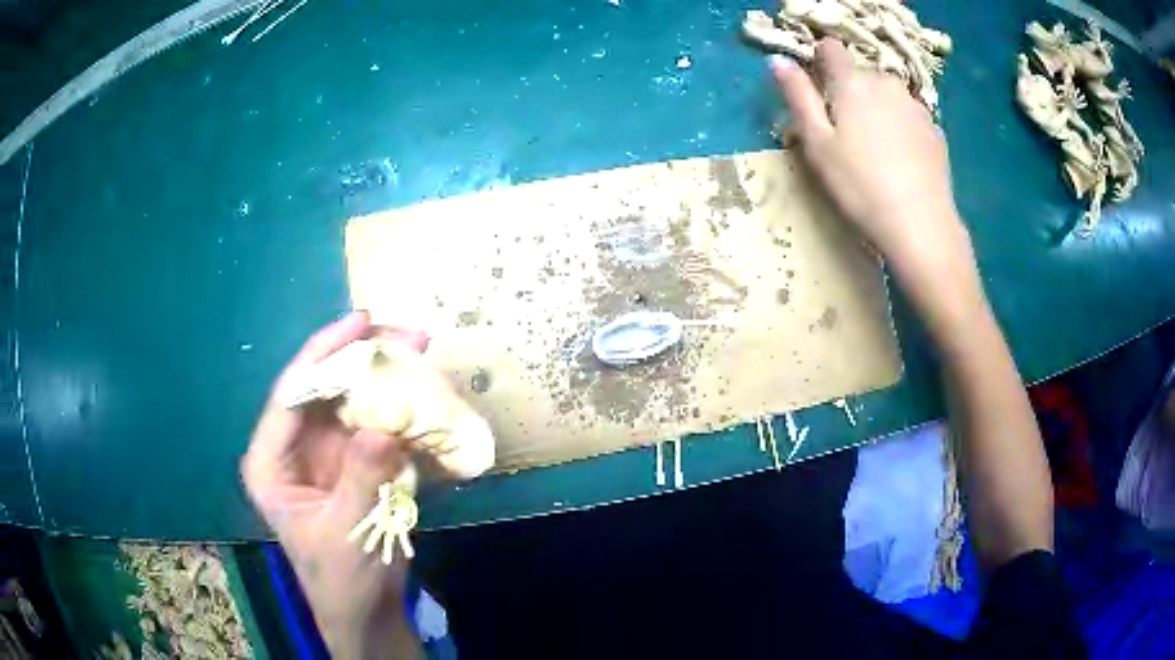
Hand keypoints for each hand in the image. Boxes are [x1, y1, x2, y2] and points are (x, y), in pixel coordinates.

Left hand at [242, 311, 425, 657]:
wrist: (366, 610)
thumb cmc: (341, 579)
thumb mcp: (345, 532)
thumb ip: (361, 479)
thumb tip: (385, 426)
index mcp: (271, 462)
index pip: (291, 395)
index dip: (322, 353)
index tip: (361, 322)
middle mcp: (294, 447)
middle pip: (323, 388)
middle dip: (362, 359)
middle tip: (409, 336)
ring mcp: (326, 453)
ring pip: (352, 400)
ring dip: (386, 379)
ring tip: (423, 356)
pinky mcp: (354, 463)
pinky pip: (375, 424)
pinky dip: (400, 410)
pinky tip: (426, 397)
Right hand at [770, 41, 977, 312]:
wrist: (921, 227)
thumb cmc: (860, 186)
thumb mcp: (817, 144)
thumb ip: (798, 97)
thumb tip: (778, 61)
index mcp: (853, 82)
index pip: (830, 49)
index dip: (819, 63)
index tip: (818, 93)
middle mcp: (887, 83)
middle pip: (860, 74)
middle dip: (849, 92)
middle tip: (846, 135)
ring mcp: (915, 106)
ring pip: (886, 95)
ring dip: (877, 109)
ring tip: (876, 152)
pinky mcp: (934, 130)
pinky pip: (908, 117)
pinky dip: (900, 128)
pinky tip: (900, 162)